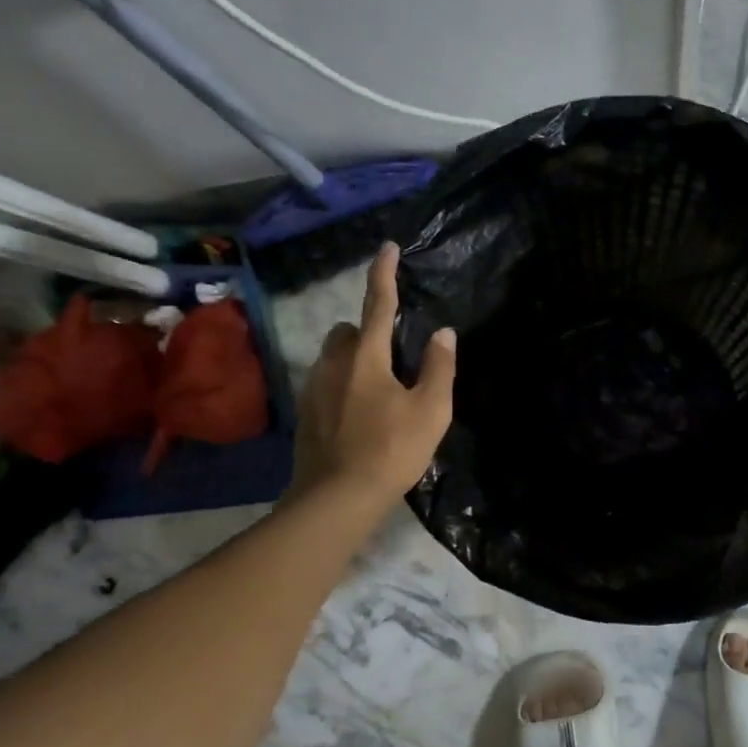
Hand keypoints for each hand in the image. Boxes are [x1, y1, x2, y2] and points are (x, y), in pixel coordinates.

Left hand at [291, 244, 455, 501]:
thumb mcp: (430, 410)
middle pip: (347, 330)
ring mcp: (313, 389)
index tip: (387, 247)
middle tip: (393, 358)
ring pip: (333, 357)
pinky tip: (359, 416)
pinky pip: (325, 383)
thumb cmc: (391, 450)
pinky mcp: (305, 414)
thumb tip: (443, 333)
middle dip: (366, 332)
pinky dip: (342, 386)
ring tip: (379, 392)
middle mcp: (333, 364)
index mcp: (366, 356)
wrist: (336, 499)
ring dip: (353, 360)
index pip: (378, 304)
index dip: (384, 273)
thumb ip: (439, 368)